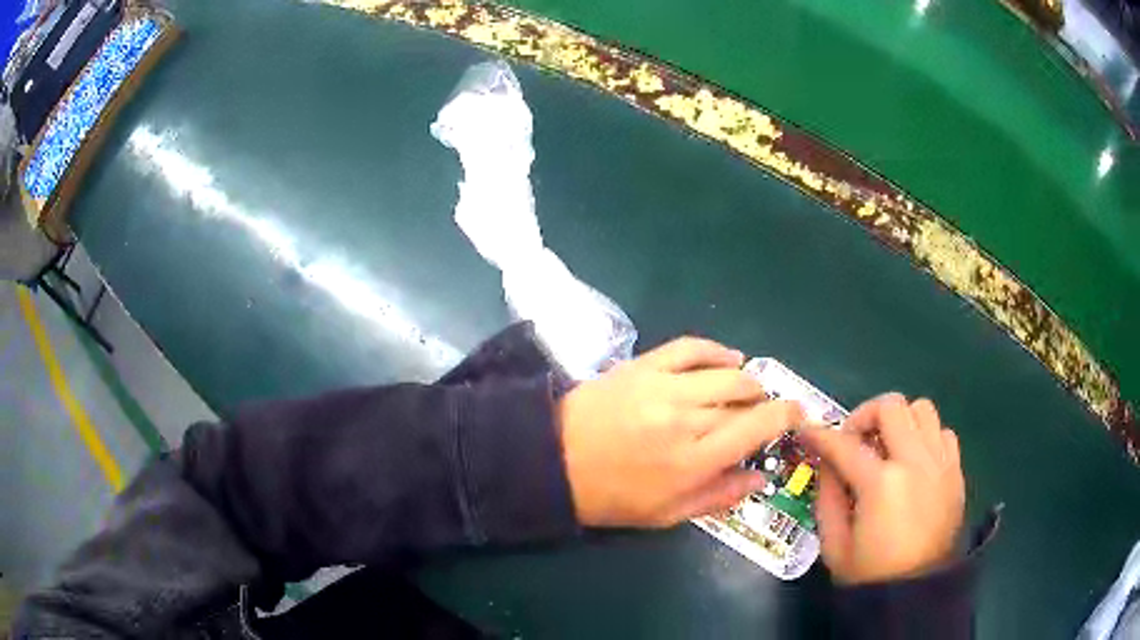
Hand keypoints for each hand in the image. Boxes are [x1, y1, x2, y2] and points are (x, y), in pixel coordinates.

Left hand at [558, 337, 804, 527]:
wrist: (552, 460)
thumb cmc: (611, 497)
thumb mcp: (667, 515)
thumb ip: (719, 496)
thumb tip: (761, 477)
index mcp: (695, 460)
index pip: (759, 426)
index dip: (787, 416)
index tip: (798, 414)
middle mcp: (687, 418)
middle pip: (745, 398)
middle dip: (765, 403)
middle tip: (763, 413)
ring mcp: (664, 386)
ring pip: (726, 372)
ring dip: (746, 379)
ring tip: (747, 390)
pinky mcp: (644, 365)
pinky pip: (691, 347)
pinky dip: (716, 350)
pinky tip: (728, 358)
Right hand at [800, 393, 964, 584]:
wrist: (916, 592)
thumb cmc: (870, 574)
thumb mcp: (834, 545)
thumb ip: (827, 498)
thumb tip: (827, 464)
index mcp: (881, 484)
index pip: (844, 445)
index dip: (820, 435)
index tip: (807, 432)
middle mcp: (914, 461)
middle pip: (891, 406)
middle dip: (864, 416)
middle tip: (854, 440)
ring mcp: (940, 463)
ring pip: (921, 409)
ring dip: (899, 421)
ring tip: (887, 447)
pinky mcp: (955, 470)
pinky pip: (943, 432)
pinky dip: (925, 437)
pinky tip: (914, 461)